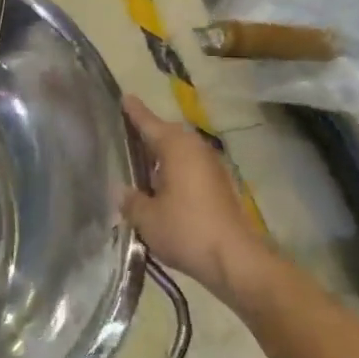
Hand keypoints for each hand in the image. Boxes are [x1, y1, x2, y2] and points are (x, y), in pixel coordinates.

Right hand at [122, 96, 285, 312]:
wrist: (235, 260)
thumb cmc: (186, 230)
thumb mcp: (146, 217)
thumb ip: (130, 200)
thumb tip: (122, 191)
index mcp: (176, 148)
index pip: (149, 123)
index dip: (134, 112)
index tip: (124, 97)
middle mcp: (196, 150)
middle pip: (167, 135)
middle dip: (148, 134)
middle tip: (125, 135)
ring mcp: (213, 167)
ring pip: (181, 153)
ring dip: (162, 156)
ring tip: (139, 162)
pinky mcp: (221, 187)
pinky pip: (190, 168)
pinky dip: (174, 172)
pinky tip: (161, 187)